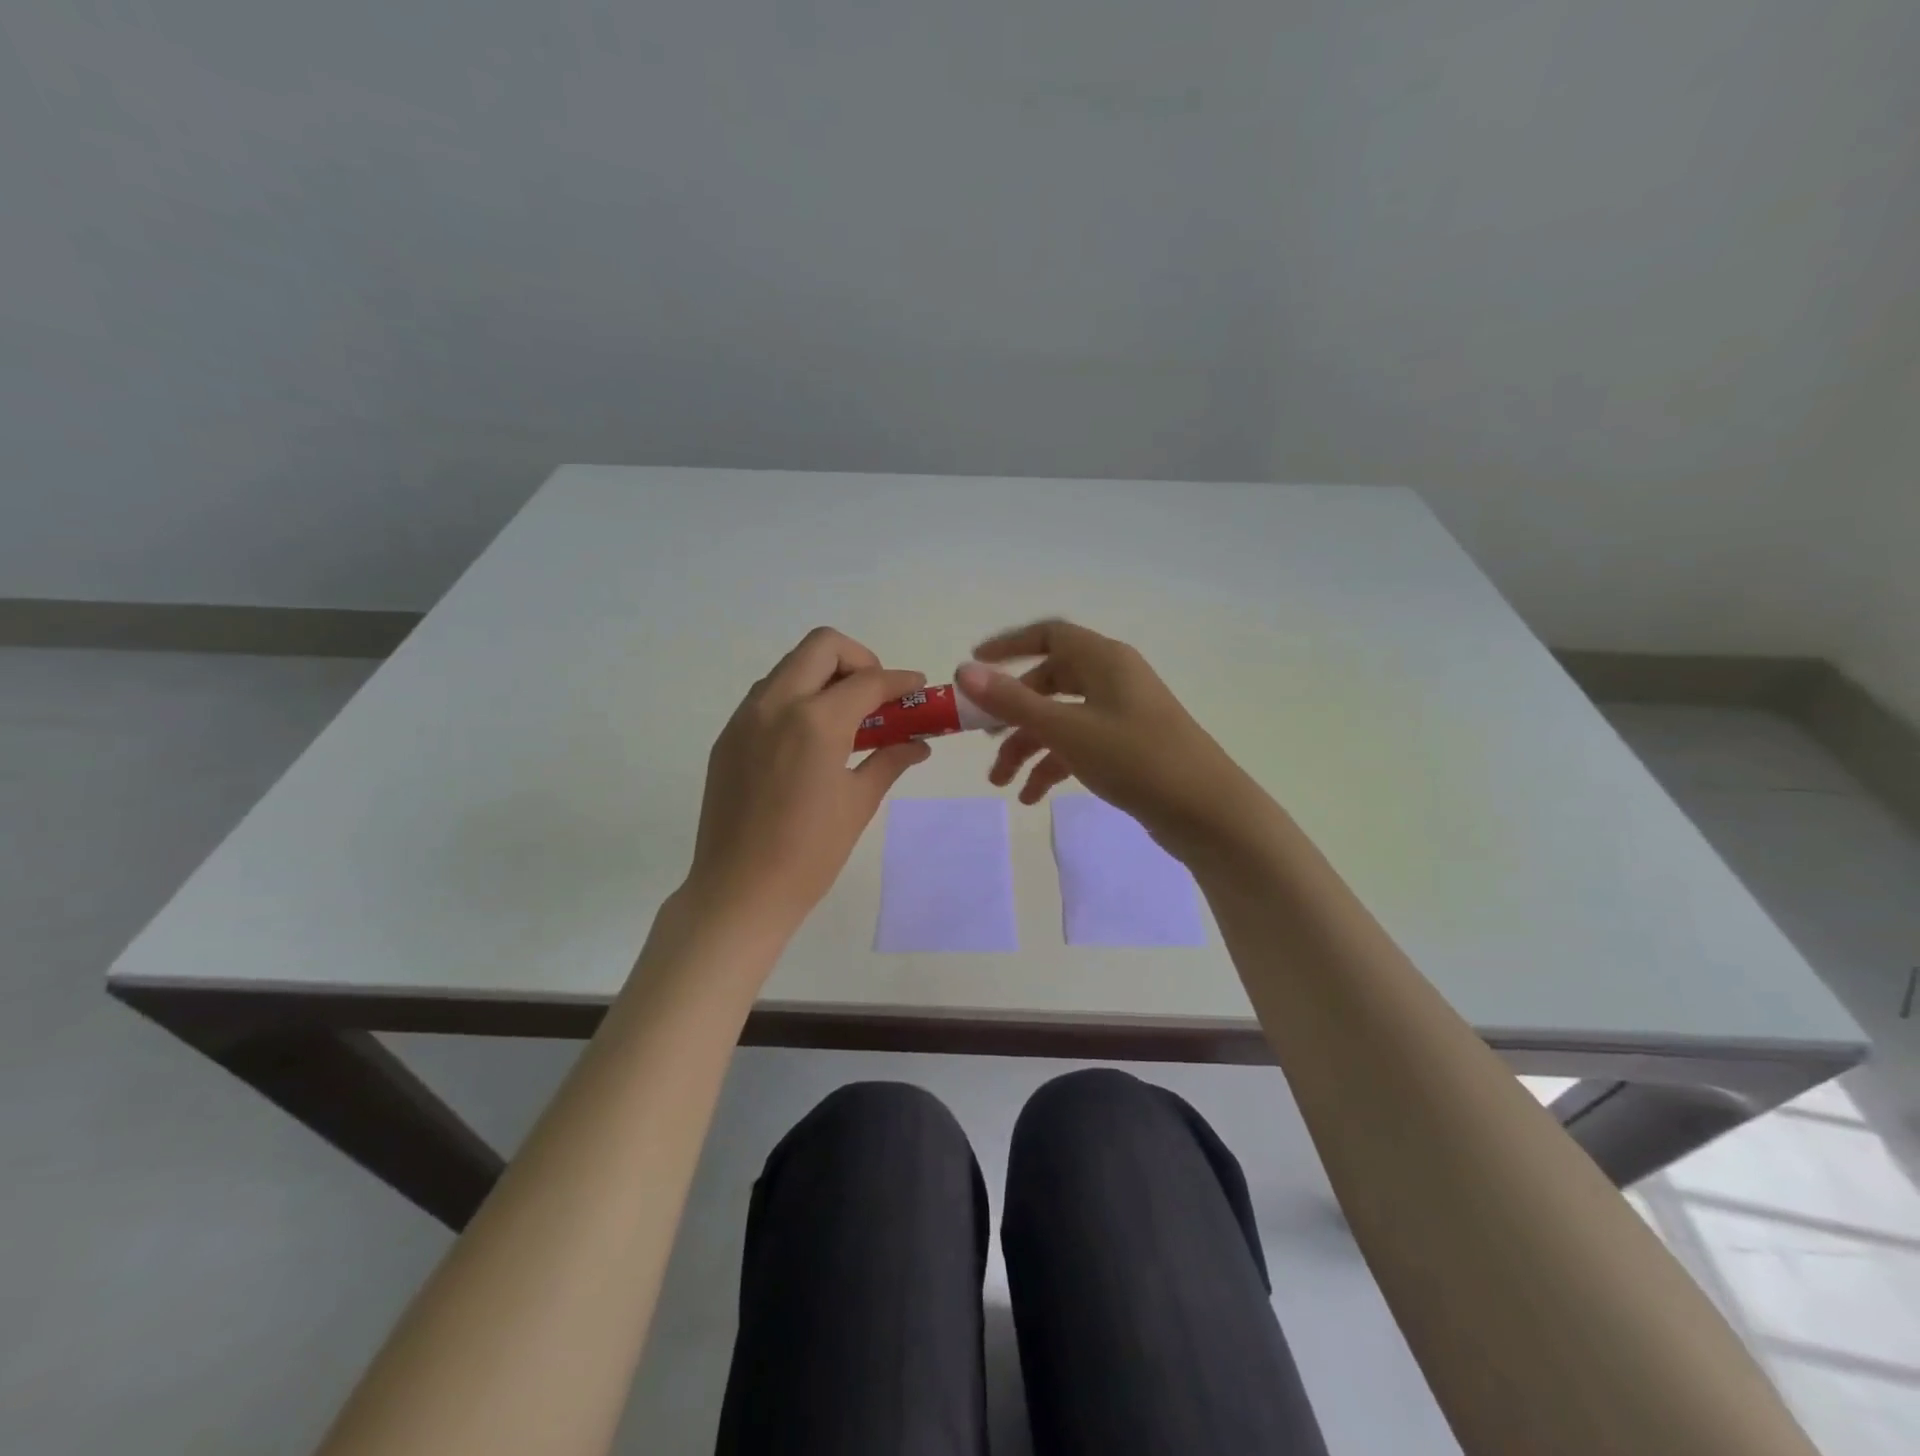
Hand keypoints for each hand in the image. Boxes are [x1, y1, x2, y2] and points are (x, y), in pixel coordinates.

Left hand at [684, 628, 929, 938]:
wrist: (739, 891)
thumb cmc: (810, 853)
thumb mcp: (859, 803)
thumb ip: (890, 760)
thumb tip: (918, 743)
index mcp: (816, 721)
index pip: (868, 680)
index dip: (900, 680)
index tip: (918, 687)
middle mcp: (777, 704)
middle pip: (823, 646)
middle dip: (859, 660)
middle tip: (877, 696)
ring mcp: (746, 717)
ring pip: (791, 666)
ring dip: (824, 675)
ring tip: (846, 718)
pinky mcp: (728, 736)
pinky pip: (767, 695)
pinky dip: (797, 697)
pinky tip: (811, 738)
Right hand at [956, 620, 1271, 862]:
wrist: (1206, 812)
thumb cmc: (1135, 759)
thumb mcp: (1067, 729)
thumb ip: (1012, 702)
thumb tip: (964, 670)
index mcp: (1104, 660)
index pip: (1049, 635)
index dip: (1008, 646)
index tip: (974, 665)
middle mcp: (1113, 680)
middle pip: (1049, 682)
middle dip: (1012, 712)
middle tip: (983, 736)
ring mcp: (1122, 715)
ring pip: (1061, 719)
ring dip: (1028, 746)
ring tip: (1001, 783)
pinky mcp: (1128, 748)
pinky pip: (1079, 746)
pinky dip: (1053, 765)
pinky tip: (1032, 797)